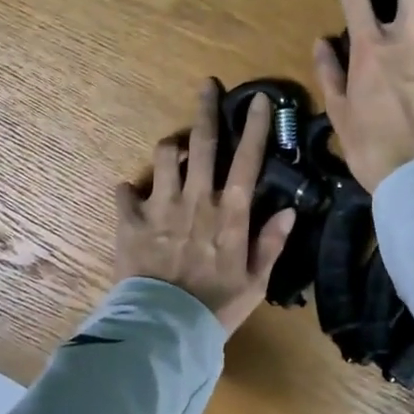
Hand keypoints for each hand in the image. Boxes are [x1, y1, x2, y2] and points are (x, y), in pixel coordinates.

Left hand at [114, 81, 298, 334]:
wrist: (165, 327)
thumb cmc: (216, 307)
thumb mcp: (255, 281)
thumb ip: (271, 242)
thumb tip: (289, 209)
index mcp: (229, 213)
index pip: (247, 160)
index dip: (254, 127)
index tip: (258, 99)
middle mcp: (196, 200)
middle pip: (203, 143)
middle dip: (206, 110)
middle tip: (206, 86)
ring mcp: (160, 206)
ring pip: (164, 156)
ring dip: (170, 147)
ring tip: (174, 149)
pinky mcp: (130, 221)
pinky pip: (124, 192)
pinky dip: (128, 190)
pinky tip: (131, 195)